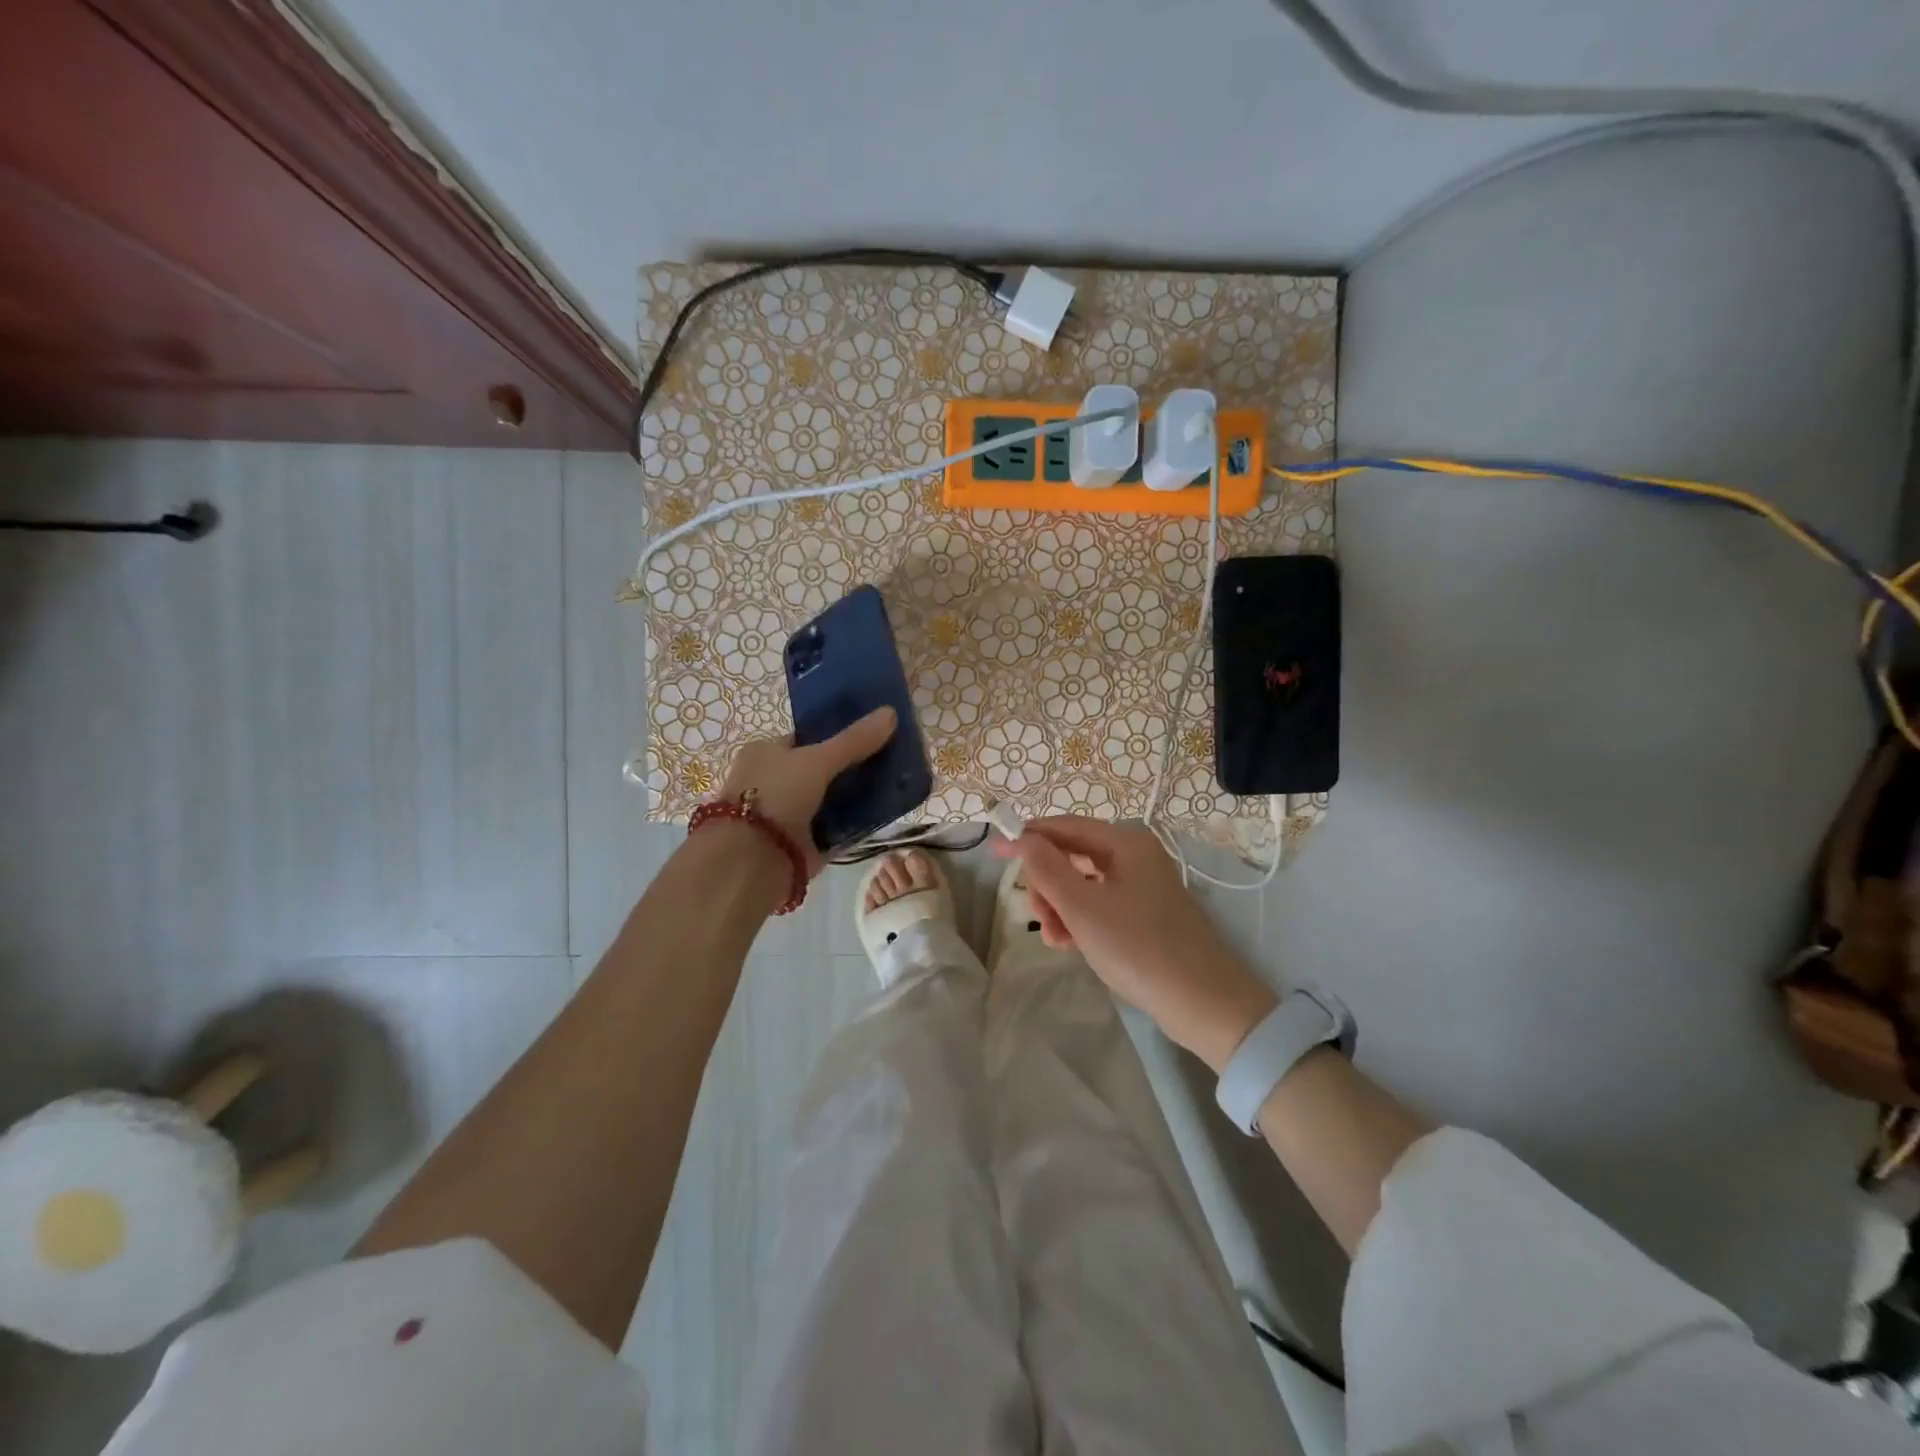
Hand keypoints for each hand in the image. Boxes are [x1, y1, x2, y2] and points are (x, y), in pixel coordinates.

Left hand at [718, 706, 896, 876]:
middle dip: (848, 768)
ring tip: (891, 786)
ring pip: (827, 799)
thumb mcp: (817, 759)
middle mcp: (770, 782)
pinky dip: (851, 824)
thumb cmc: (777, 794)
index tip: (869, 736)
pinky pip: (832, 828)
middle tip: (887, 761)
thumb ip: (854, 740)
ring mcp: (784, 814)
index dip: (835, 736)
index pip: (804, 740)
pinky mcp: (799, 844)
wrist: (755, 859)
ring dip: (853, 797)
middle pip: (818, 770)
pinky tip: (880, 817)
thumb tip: (891, 712)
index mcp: (763, 753)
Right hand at [994, 817, 1278, 1070]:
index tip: (995, 852)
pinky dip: (1079, 920)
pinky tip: (1068, 945)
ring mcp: (1142, 887)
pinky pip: (1099, 906)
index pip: (1064, 826)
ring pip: (1083, 884)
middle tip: (1035, 913)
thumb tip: (1020, 837)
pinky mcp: (1145, 915)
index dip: (1027, 836)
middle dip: (1046, 882)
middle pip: (1072, 855)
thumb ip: (1046, 868)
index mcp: (1125, 843)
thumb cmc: (1138, 947)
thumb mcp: (1083, 907)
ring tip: (1054, 938)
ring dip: (1060, 906)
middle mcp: (1135, 857)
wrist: (1203, 1002)